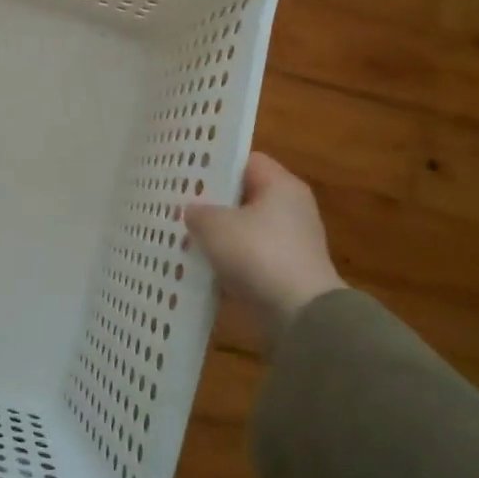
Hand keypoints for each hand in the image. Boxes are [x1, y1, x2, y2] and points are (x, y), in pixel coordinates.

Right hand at [185, 153, 345, 343]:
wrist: (300, 316)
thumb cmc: (258, 254)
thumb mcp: (215, 226)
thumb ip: (198, 212)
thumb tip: (193, 211)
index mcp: (282, 186)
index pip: (247, 161)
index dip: (216, 164)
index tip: (187, 174)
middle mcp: (291, 209)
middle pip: (244, 197)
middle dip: (213, 203)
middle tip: (178, 206)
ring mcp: (290, 244)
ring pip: (244, 232)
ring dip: (218, 237)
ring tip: (182, 238)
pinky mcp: (285, 275)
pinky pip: (249, 261)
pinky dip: (228, 265)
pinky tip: (200, 270)